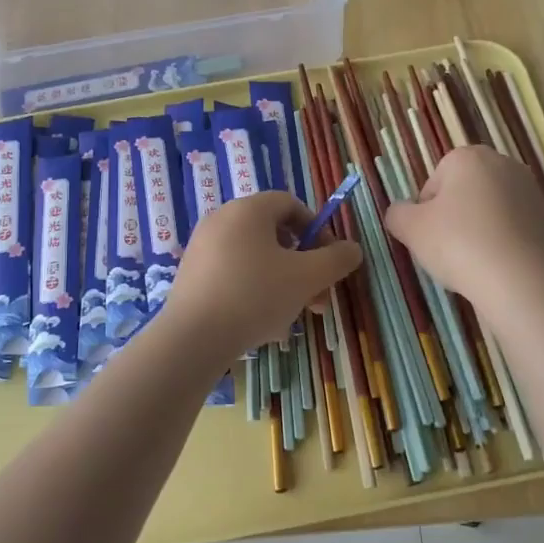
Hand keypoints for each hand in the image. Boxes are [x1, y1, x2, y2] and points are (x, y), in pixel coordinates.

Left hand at [162, 191, 361, 356]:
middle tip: (317, 298)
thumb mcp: (307, 277)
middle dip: (303, 266)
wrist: (192, 338)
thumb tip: (352, 249)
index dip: (317, 228)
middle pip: (274, 234)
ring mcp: (202, 248)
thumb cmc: (255, 296)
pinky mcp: (191, 275)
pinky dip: (254, 292)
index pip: (290, 204)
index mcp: (248, 209)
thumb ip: (336, 259)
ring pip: (255, 259)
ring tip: (293, 318)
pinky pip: (233, 275)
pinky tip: (263, 324)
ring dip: (282, 283)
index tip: (328, 260)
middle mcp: (222, 220)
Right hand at [384, 145, 543, 310]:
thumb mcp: (410, 229)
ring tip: (473, 262)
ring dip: (478, 230)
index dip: (426, 212)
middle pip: (464, 193)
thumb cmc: (459, 244)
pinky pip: (512, 229)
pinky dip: (502, 243)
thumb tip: (399, 212)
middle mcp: (504, 164)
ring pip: (489, 211)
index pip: (434, 182)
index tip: (428, 236)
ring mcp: (531, 192)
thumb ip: (397, 214)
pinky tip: (497, 267)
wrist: (520, 281)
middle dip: (454, 217)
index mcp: (469, 157)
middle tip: (448, 249)